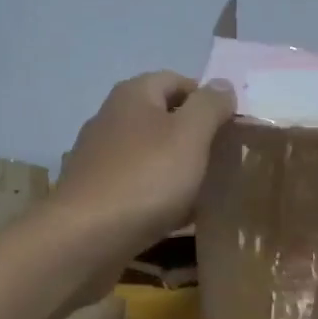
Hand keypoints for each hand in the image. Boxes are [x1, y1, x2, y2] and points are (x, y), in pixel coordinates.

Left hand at [53, 71, 235, 258]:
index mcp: (133, 95)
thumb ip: (209, 106)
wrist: (85, 237)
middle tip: (222, 159)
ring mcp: (98, 157)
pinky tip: (175, 216)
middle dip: (193, 135)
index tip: (232, 126)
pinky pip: (136, 185)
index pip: (177, 81)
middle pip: (162, 117)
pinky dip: (157, 195)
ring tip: (205, 190)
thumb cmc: (145, 178)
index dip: (207, 99)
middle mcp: (110, 118)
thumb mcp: (189, 135)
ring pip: (149, 154)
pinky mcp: (94, 192)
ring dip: (176, 168)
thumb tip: (221, 84)